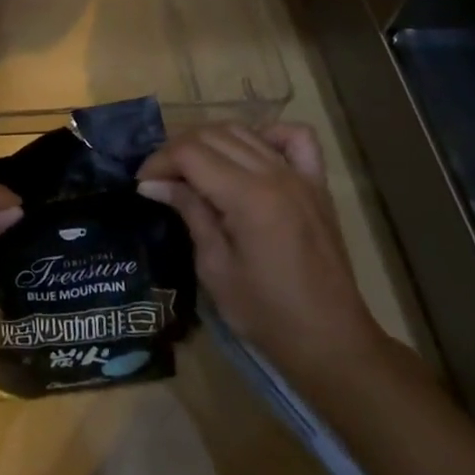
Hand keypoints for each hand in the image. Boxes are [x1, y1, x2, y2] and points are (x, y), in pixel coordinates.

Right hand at [137, 123, 390, 389]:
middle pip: (213, 135)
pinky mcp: (317, 185)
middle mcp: (274, 174)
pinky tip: (249, 155)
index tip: (142, 184)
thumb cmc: (267, 314)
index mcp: (248, 196)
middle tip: (160, 179)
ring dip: (210, 141)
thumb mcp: (214, 268)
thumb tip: (152, 184)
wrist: (332, 343)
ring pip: (244, 131)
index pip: (190, 153)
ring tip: (192, 168)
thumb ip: (189, 212)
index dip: (159, 161)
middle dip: (178, 150)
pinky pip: (295, 138)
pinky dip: (267, 135)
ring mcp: (300, 176)